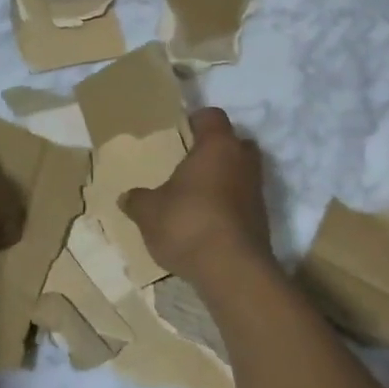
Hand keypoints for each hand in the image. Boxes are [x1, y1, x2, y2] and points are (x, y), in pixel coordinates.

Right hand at [121, 107, 273, 283]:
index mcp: (218, 145)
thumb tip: (126, 197)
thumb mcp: (149, 212)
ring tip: (195, 195)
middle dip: (215, 150)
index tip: (180, 130)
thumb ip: (138, 200)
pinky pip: (243, 201)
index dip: (196, 120)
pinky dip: (228, 206)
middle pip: (234, 143)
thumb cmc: (188, 223)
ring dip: (223, 179)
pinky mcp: (262, 220)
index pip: (212, 116)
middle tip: (190, 162)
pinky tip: (206, 221)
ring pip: (241, 172)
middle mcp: (243, 161)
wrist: (232, 270)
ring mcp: (257, 190)